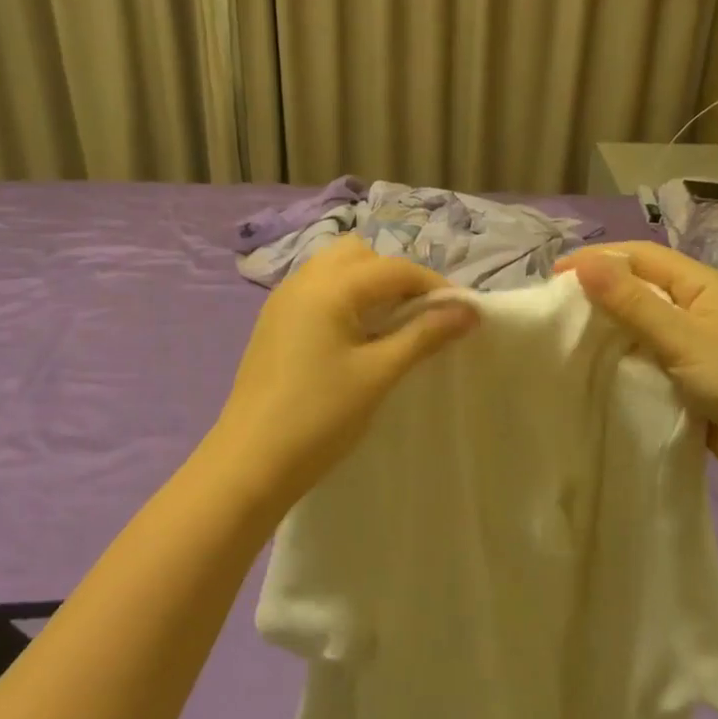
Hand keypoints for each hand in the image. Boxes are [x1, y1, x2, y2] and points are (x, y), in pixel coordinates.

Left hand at [207, 238, 477, 511]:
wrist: (249, 463)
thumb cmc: (319, 417)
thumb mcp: (378, 374)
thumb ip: (423, 335)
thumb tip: (468, 310)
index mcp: (329, 286)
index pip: (394, 269)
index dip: (433, 286)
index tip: (461, 314)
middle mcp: (303, 281)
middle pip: (360, 255)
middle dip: (394, 277)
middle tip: (416, 317)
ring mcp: (282, 300)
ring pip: (335, 269)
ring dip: (367, 286)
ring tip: (387, 327)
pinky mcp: (273, 322)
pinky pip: (316, 290)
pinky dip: (343, 299)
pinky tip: (353, 339)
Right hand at [556, 241, 717, 497]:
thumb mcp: (683, 339)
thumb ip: (633, 303)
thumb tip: (585, 263)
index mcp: (701, 285)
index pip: (640, 256)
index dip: (598, 259)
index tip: (554, 275)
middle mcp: (696, 306)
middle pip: (638, 285)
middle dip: (598, 289)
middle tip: (555, 305)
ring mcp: (694, 342)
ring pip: (640, 321)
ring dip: (608, 324)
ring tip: (567, 333)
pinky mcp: (689, 375)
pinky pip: (647, 354)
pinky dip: (621, 354)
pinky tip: (595, 365)